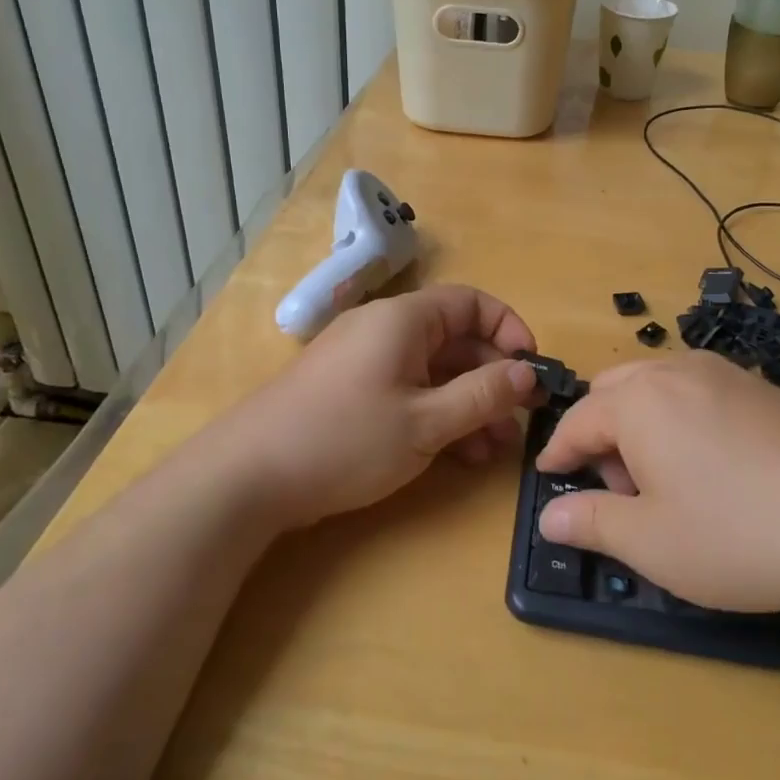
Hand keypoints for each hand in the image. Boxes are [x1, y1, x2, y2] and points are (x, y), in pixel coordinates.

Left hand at [219, 284, 539, 531]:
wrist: (247, 477)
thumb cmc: (345, 439)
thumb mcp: (426, 422)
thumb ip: (483, 395)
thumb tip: (528, 373)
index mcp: (404, 319)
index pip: (472, 303)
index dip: (509, 330)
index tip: (531, 370)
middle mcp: (385, 330)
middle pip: (455, 339)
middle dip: (492, 378)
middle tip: (519, 422)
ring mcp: (365, 362)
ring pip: (433, 371)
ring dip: (469, 404)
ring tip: (495, 449)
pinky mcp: (350, 392)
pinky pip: (408, 391)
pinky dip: (437, 414)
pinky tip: (459, 454)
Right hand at [535, 352, 779, 613]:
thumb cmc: (742, 534)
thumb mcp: (653, 544)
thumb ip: (591, 523)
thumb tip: (548, 515)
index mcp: (639, 400)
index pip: (578, 421)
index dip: (558, 453)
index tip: (549, 479)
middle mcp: (677, 371)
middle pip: (614, 391)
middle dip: (600, 434)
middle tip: (617, 488)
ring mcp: (726, 373)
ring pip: (657, 386)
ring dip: (640, 423)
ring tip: (665, 481)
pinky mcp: (765, 388)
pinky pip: (698, 391)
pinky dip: (681, 418)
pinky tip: (713, 466)